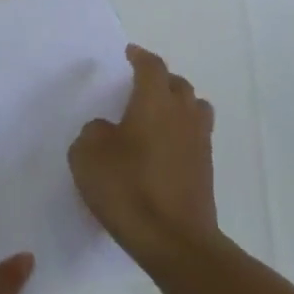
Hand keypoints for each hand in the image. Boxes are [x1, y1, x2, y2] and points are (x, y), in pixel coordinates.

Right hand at [69, 45, 218, 269]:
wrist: (174, 240)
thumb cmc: (127, 189)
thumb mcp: (87, 156)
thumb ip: (93, 133)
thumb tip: (107, 129)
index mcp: (154, 102)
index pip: (152, 67)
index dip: (140, 57)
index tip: (130, 53)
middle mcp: (182, 114)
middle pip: (178, 84)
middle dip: (160, 79)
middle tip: (140, 86)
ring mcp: (199, 142)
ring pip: (194, 108)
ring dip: (177, 104)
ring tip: (157, 115)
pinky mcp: (205, 169)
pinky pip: (195, 135)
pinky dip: (181, 132)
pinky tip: (162, 147)